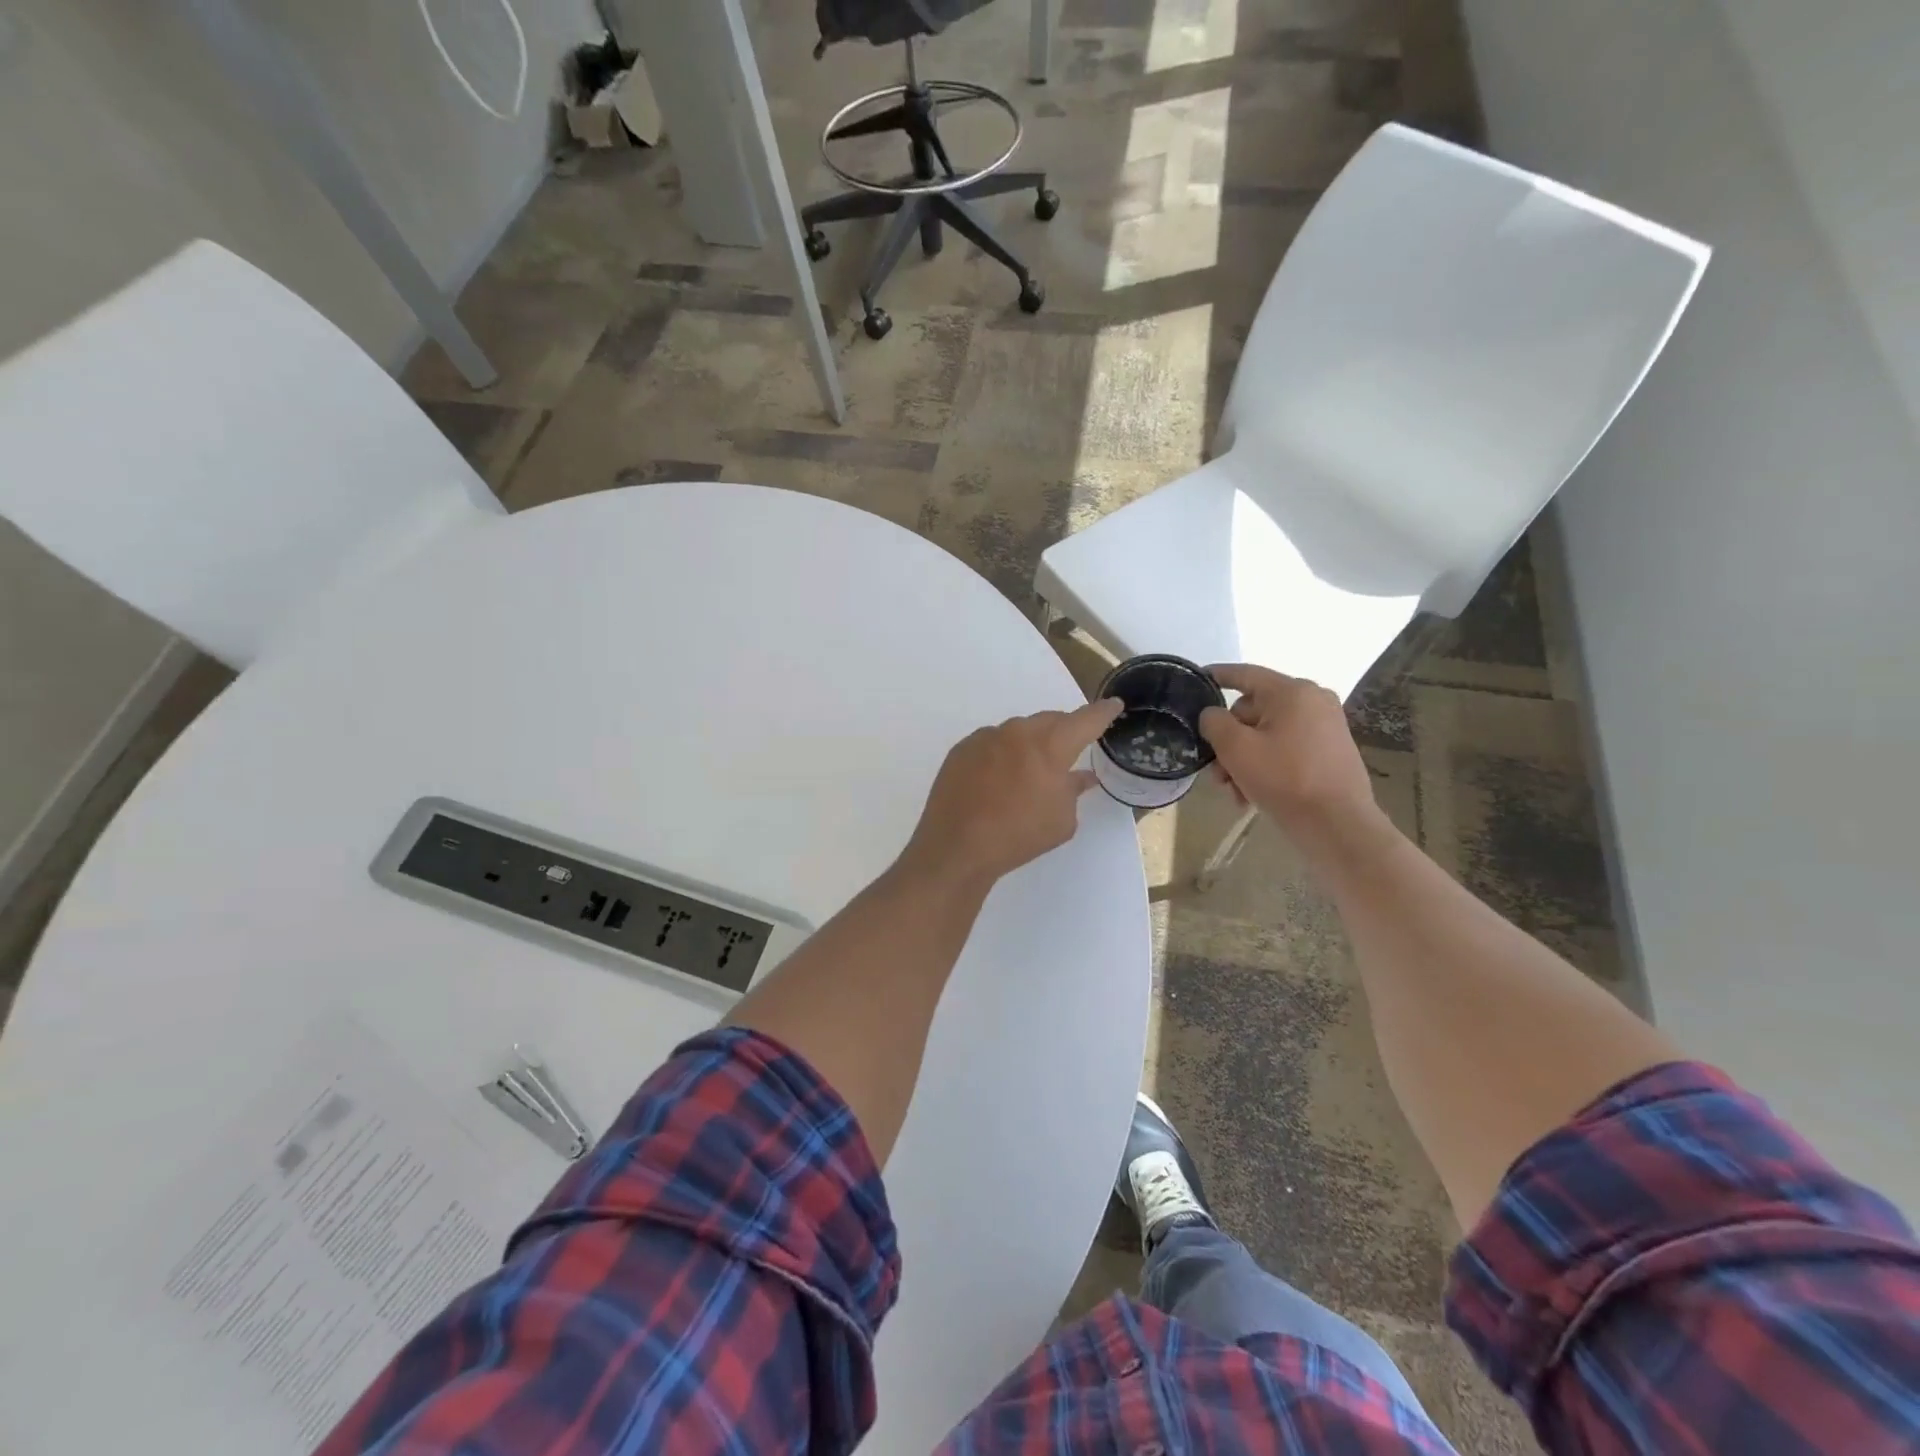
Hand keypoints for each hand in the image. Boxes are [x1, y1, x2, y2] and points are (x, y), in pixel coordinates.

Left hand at [901, 698, 1122, 887]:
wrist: (957, 846)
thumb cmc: (1019, 836)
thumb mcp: (1062, 819)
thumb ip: (1073, 790)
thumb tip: (1081, 776)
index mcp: (1050, 745)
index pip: (1085, 720)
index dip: (1103, 712)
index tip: (1114, 704)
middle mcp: (1018, 731)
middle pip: (1050, 721)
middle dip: (1064, 731)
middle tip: (1070, 749)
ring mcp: (986, 737)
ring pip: (1018, 730)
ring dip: (1030, 743)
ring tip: (1030, 770)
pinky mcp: (962, 749)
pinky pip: (992, 743)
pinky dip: (1003, 754)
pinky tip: (999, 778)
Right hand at [1198, 665, 1375, 837]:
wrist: (1337, 825)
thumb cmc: (1284, 779)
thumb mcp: (1236, 748)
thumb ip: (1215, 722)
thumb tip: (1213, 715)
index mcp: (1292, 692)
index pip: (1245, 674)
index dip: (1217, 675)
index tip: (1196, 679)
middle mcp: (1313, 701)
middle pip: (1253, 711)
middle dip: (1229, 741)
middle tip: (1215, 771)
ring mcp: (1325, 727)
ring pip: (1267, 734)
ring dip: (1243, 760)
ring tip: (1233, 791)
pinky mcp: (1329, 751)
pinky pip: (1286, 749)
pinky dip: (1265, 766)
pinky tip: (1251, 795)